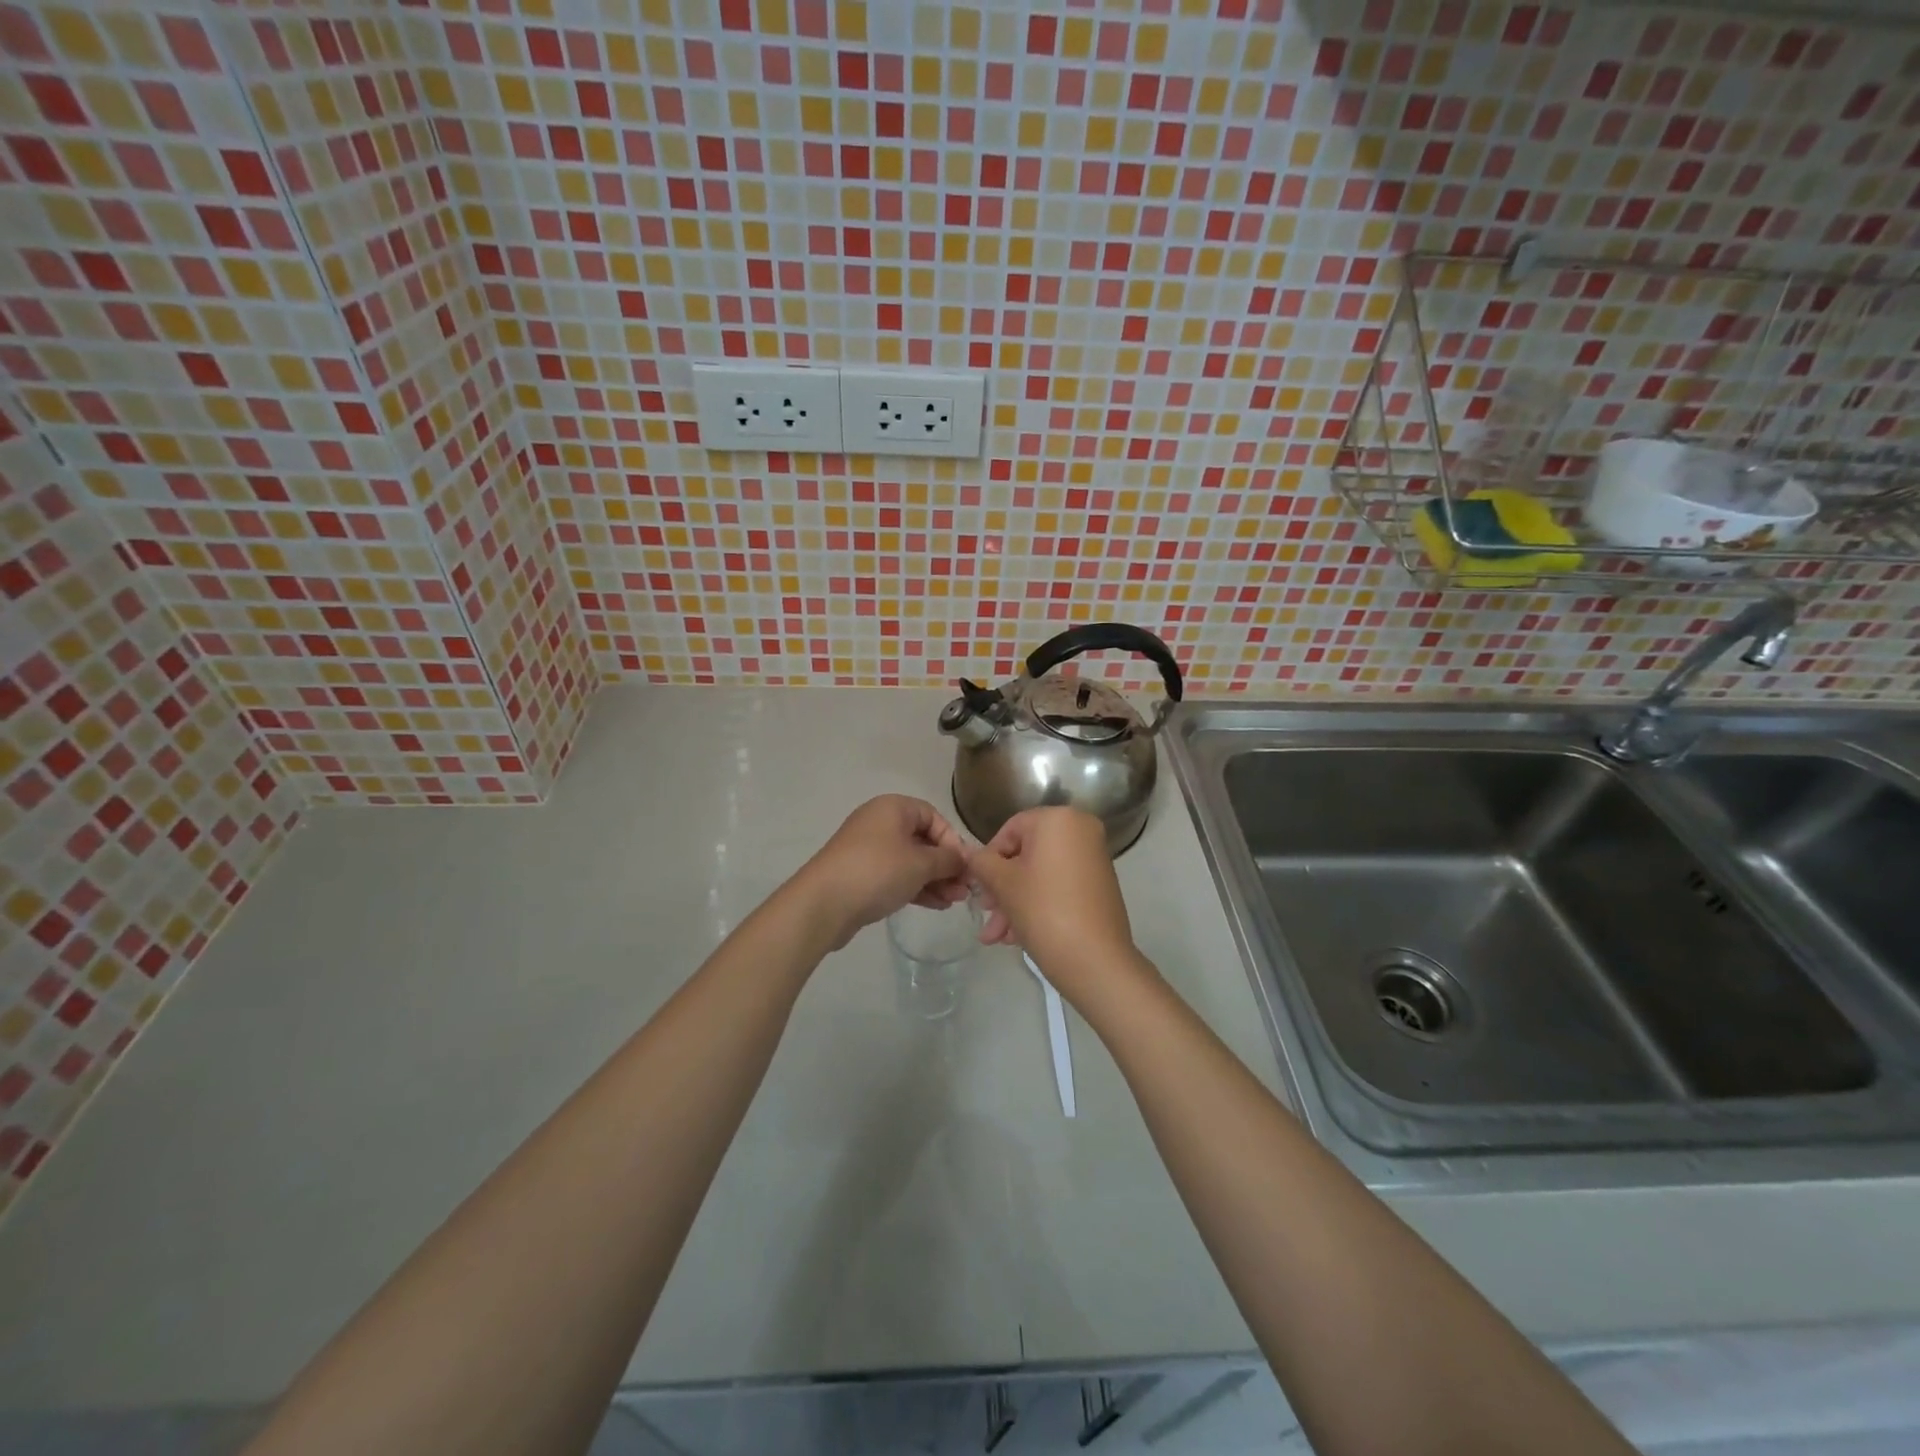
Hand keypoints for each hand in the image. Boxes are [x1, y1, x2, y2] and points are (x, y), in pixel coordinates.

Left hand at [795, 795, 969, 949]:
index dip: (952, 840)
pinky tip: (936, 905)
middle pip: (923, 839)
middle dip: (946, 864)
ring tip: (954, 901)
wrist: (823, 903)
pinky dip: (916, 886)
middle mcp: (880, 822)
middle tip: (965, 889)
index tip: (964, 866)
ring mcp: (868, 849)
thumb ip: (948, 860)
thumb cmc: (877, 871)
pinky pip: (896, 875)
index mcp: (893, 807)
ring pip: (911, 860)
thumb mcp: (921, 864)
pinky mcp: (861, 874)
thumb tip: (964, 860)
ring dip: (935, 879)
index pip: (934, 817)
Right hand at [967, 807, 1140, 1002]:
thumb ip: (981, 862)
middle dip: (1001, 888)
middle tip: (986, 916)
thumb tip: (971, 855)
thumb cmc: (1043, 910)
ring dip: (1014, 903)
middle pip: (1026, 855)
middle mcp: (1081, 830)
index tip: (979, 888)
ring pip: (1041, 875)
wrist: (1096, 960)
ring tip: (996, 938)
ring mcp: (1094, 859)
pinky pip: (1059, 887)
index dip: (988, 859)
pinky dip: (1038, 905)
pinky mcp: (1100, 885)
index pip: (1010, 830)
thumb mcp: (1002, 883)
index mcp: (1059, 819)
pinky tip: (1016, 937)